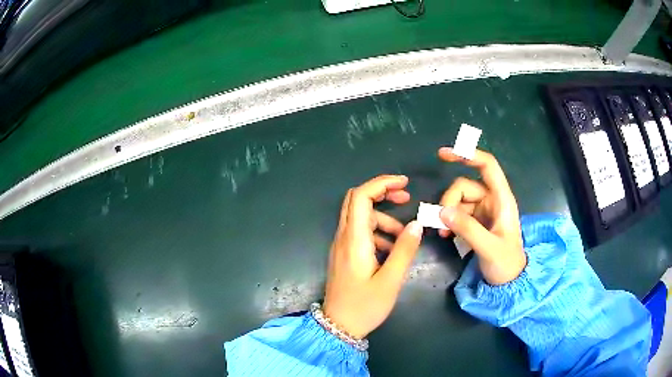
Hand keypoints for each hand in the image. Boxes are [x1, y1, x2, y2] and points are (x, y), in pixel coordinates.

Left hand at [323, 175, 422, 338]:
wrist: (338, 326)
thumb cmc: (365, 306)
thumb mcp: (390, 280)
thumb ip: (404, 250)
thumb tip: (416, 224)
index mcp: (354, 240)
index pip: (360, 197)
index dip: (381, 184)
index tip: (404, 183)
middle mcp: (343, 237)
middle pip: (357, 201)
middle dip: (382, 194)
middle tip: (406, 198)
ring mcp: (341, 246)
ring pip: (361, 218)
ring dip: (383, 219)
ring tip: (405, 237)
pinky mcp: (344, 255)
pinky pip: (360, 234)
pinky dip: (377, 233)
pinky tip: (391, 250)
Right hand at [437, 148, 525, 285]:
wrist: (509, 282)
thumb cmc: (506, 264)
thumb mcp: (489, 248)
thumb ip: (468, 229)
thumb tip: (442, 211)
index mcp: (502, 199)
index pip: (487, 166)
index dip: (468, 154)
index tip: (444, 154)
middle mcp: (492, 200)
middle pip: (464, 186)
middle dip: (449, 201)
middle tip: (441, 223)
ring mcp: (483, 211)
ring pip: (457, 200)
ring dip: (446, 213)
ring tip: (442, 233)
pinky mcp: (475, 222)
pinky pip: (456, 213)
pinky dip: (448, 221)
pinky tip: (446, 234)